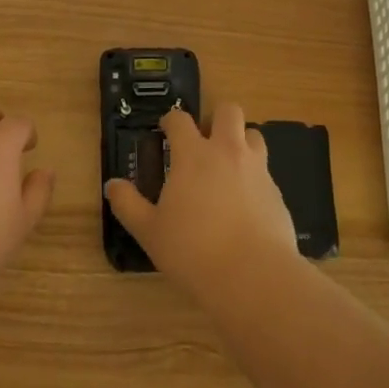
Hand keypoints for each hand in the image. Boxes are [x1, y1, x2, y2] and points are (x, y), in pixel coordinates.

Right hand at [105, 103, 300, 301]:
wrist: (253, 277)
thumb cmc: (193, 250)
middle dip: (216, 118)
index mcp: (193, 155)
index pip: (180, 120)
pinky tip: (246, 203)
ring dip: (241, 141)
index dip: (171, 121)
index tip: (166, 130)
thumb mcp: (150, 231)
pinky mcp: (277, 192)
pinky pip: (266, 171)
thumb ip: (128, 204)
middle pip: (228, 111)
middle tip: (205, 141)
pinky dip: (255, 177)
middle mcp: (227, 152)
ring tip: (229, 166)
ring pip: (254, 135)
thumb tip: (111, 185)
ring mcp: (257, 169)